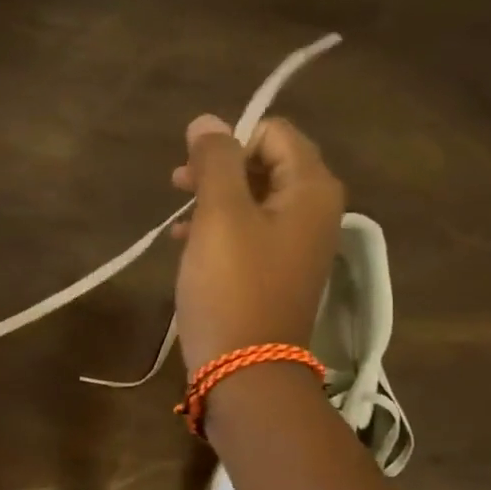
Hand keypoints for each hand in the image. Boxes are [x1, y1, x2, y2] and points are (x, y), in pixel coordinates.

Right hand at [170, 114, 345, 373]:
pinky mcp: (275, 273)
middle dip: (220, 168)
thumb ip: (215, 162)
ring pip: (253, 200)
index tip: (195, 166)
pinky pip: (248, 233)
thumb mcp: (219, 216)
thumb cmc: (232, 286)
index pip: (276, 133)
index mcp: (311, 190)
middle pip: (266, 165)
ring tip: (177, 217)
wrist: (245, 369)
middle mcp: (313, 211)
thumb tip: (207, 120)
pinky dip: (218, 229)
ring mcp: (296, 245)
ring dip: (213, 199)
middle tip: (177, 183)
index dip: (233, 140)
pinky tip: (184, 242)